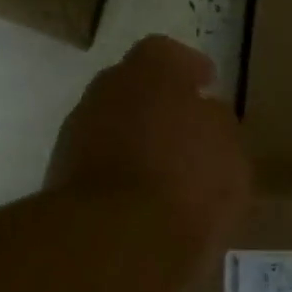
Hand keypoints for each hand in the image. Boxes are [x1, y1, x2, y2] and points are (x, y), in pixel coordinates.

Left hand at [47, 36, 249, 253]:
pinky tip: (140, 199)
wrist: (115, 238)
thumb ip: (218, 124)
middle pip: (133, 87)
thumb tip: (204, 114)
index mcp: (151, 70)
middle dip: (157, 104)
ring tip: (164, 171)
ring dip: (135, 140)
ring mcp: (76, 132)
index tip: (206, 84)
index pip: (168, 54)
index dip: (189, 69)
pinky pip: (99, 163)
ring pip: (112, 125)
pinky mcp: (59, 175)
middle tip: (184, 128)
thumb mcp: (232, 153)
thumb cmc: (188, 182)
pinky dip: (118, 173)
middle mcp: (106, 90)